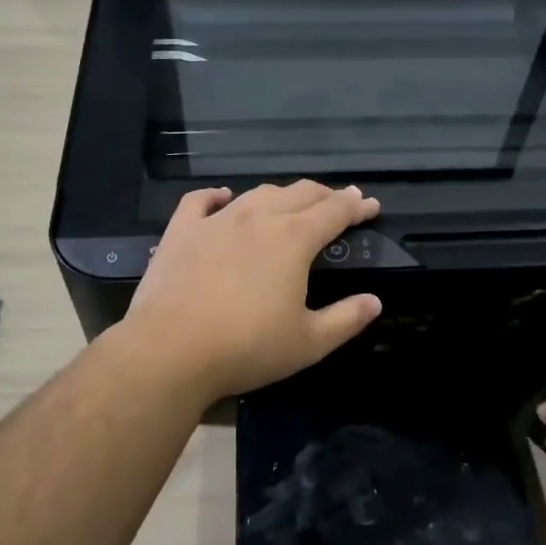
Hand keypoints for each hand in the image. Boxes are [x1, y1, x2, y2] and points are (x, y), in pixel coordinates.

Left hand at [117, 182, 382, 402]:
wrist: (170, 351)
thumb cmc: (247, 348)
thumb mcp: (308, 343)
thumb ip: (346, 319)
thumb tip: (374, 301)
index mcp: (294, 240)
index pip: (335, 211)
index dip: (357, 206)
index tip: (371, 205)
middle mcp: (258, 218)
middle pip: (299, 193)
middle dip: (326, 195)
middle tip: (340, 202)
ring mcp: (216, 221)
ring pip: (257, 193)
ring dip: (282, 194)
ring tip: (292, 202)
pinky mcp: (181, 232)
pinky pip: (201, 200)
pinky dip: (217, 194)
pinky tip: (224, 196)